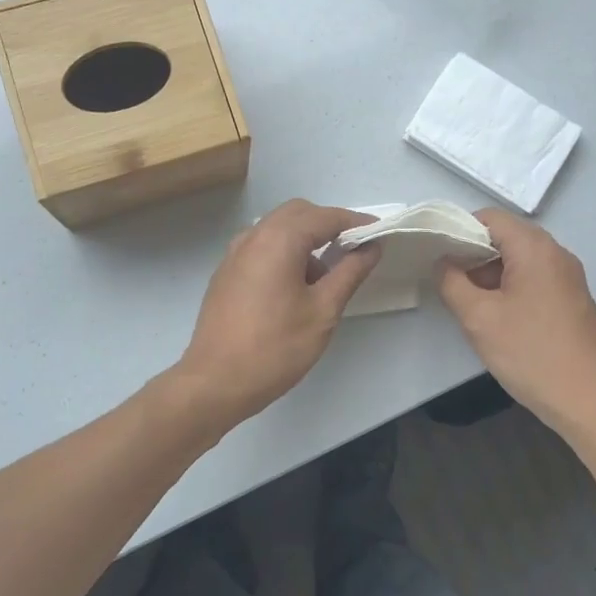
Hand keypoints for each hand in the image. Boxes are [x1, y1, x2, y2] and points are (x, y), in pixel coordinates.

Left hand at [174, 200, 380, 427]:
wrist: (215, 382)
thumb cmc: (276, 348)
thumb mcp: (323, 311)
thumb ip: (350, 272)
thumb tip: (371, 247)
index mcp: (278, 239)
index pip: (325, 216)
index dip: (356, 223)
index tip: (380, 235)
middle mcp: (253, 237)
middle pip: (298, 213)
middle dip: (329, 225)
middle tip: (355, 251)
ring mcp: (234, 254)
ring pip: (277, 229)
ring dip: (305, 239)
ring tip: (327, 276)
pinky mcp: (226, 273)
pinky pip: (261, 247)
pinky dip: (285, 252)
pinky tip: (296, 287)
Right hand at [436, 209, 595, 433]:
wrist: (587, 399)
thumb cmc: (530, 353)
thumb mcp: (478, 318)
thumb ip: (452, 282)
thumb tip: (443, 262)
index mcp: (535, 249)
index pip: (491, 218)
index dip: (459, 229)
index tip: (437, 253)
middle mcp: (557, 254)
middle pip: (507, 236)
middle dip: (474, 252)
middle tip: (448, 278)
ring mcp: (569, 277)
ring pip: (521, 259)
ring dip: (491, 272)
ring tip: (467, 299)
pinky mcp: (573, 299)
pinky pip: (536, 278)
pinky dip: (511, 285)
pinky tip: (497, 315)